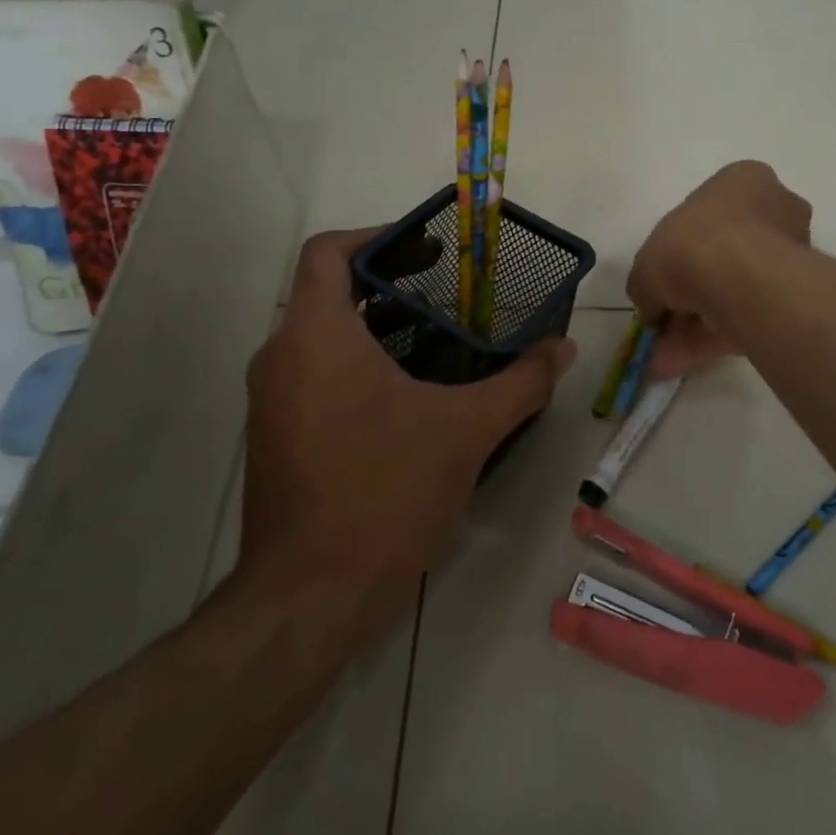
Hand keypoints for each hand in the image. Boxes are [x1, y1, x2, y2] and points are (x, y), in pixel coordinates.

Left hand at [238, 229, 577, 620]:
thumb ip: (522, 382)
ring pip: (321, 338)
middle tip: (449, 294)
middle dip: (389, 286)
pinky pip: (314, 376)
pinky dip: (357, 367)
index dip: (375, 236)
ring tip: (438, 342)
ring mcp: (271, 402)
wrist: (309, 599)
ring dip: (376, 329)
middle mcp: (280, 357)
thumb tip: (564, 349)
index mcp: (316, 336)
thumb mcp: (467, 430)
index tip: (426, 250)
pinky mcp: (276, 438)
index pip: (328, 251)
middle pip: (328, 292)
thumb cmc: (385, 493)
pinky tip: (408, 399)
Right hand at [627, 161, 810, 378]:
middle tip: (664, 324)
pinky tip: (680, 365)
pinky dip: (713, 341)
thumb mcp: (647, 261)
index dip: (678, 250)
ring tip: (664, 359)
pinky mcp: (797, 296)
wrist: (741, 277)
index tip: (663, 281)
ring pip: (737, 291)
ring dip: (697, 325)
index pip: (708, 214)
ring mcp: (790, 254)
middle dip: (691, 295)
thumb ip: (648, 285)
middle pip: (725, 256)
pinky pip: (748, 317)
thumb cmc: (692, 244)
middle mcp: (774, 210)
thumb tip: (652, 309)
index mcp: (742, 181)